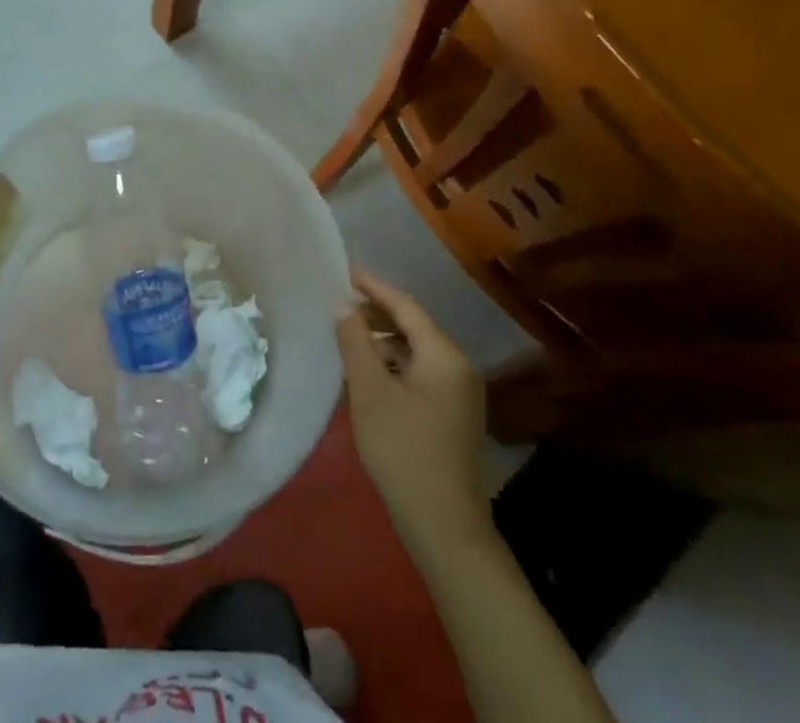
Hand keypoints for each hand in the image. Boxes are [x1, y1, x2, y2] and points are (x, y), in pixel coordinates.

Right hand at [337, 268, 493, 551]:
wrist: (444, 527)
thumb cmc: (403, 450)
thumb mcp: (370, 391)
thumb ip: (355, 342)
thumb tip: (343, 305)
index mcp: (443, 355)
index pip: (405, 306)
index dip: (373, 287)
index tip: (345, 272)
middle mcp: (458, 366)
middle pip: (413, 327)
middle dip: (376, 315)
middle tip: (339, 307)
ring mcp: (459, 393)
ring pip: (415, 352)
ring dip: (382, 343)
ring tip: (347, 341)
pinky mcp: (453, 416)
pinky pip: (419, 374)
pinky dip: (393, 367)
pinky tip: (367, 377)